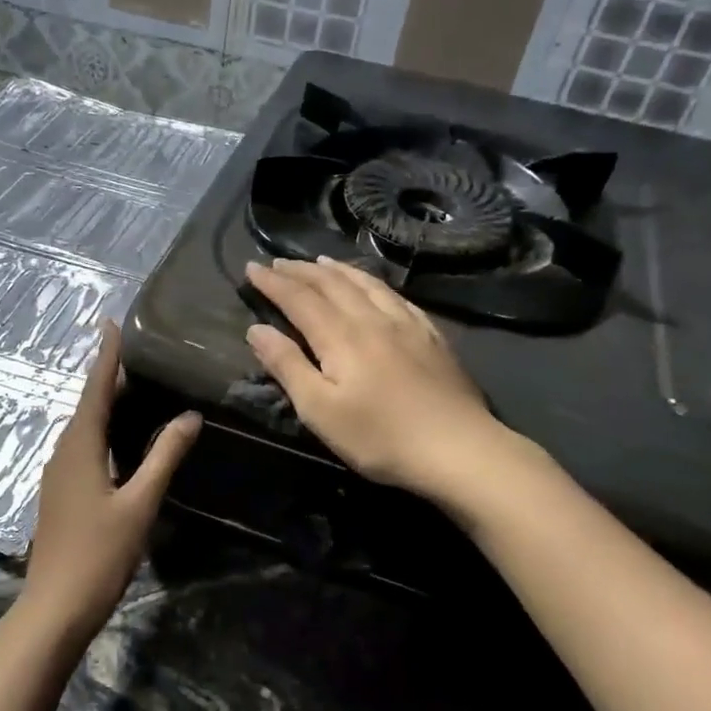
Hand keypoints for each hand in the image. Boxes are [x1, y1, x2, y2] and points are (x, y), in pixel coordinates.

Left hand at [24, 321, 199, 641]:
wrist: (55, 606)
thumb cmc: (99, 554)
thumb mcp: (139, 503)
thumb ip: (164, 458)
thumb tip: (188, 416)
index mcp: (80, 447)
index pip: (95, 390)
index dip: (106, 356)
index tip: (111, 323)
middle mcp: (64, 453)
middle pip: (88, 405)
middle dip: (109, 377)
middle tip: (137, 352)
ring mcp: (58, 474)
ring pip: (84, 427)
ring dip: (106, 404)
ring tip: (135, 386)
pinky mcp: (61, 493)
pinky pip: (83, 447)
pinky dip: (103, 430)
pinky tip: (122, 438)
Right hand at [245, 257, 523, 500]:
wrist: (458, 448)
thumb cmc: (379, 436)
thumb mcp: (319, 410)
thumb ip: (286, 365)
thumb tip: (256, 329)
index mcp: (340, 336)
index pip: (299, 298)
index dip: (273, 282)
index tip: (251, 268)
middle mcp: (371, 318)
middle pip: (331, 284)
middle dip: (300, 271)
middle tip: (277, 262)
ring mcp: (406, 324)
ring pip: (366, 284)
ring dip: (337, 270)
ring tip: (320, 262)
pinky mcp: (431, 336)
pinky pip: (396, 296)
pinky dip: (374, 283)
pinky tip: (374, 286)